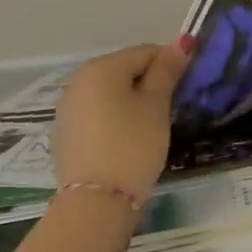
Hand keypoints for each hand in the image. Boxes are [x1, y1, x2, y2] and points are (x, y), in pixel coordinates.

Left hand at [50, 42, 192, 201]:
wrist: (94, 205)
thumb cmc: (132, 145)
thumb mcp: (156, 106)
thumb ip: (166, 71)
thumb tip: (179, 45)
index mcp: (101, 67)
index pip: (145, 52)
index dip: (170, 64)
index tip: (186, 85)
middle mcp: (79, 81)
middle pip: (125, 71)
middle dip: (149, 83)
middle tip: (170, 107)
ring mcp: (67, 110)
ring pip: (110, 94)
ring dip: (132, 101)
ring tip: (151, 126)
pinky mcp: (64, 136)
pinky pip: (97, 115)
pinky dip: (115, 119)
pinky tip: (127, 141)